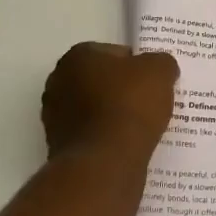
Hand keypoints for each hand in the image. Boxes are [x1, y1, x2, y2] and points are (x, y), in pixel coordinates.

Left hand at [41, 43, 178, 158]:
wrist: (105, 162)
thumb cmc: (129, 105)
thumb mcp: (160, 71)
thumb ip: (161, 62)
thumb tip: (160, 68)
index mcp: (77, 57)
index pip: (113, 53)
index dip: (136, 66)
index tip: (152, 81)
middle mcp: (58, 82)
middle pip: (100, 81)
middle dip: (121, 89)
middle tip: (148, 101)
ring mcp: (54, 117)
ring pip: (94, 109)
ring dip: (113, 115)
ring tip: (141, 126)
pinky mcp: (59, 147)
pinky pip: (92, 135)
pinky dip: (107, 138)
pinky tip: (127, 145)